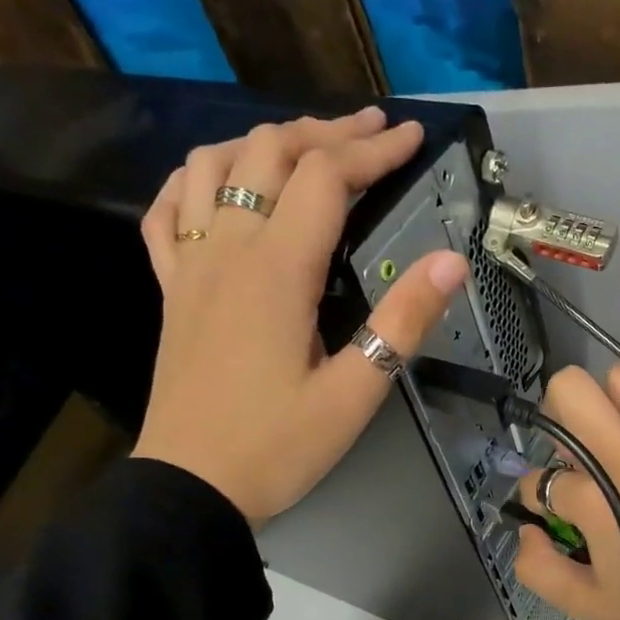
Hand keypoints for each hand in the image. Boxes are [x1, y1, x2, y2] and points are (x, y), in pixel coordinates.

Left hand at [132, 108, 469, 524]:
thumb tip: (451, 261)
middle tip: (372, 131)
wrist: (191, 488)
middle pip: (268, 152)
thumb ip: (401, 322)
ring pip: (212, 165)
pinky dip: (196, 179)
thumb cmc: (278, 448)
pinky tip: (219, 185)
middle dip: (325, 131)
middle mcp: (227, 250)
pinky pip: (167, 210)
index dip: (372, 150)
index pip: (324, 178)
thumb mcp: (354, 395)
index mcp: (275, 272)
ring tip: (304, 148)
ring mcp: (189, 266)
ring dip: (261, 142)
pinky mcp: (170, 289)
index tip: (411, 137)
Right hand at [514, 366, 619, 619]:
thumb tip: (528, 529)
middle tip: (574, 451)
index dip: (537, 496)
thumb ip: (538, 569)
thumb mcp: (589, 608)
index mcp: (596, 500)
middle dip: (557, 413)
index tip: (555, 515)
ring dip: (608, 408)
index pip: (541, 477)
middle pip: (571, 389)